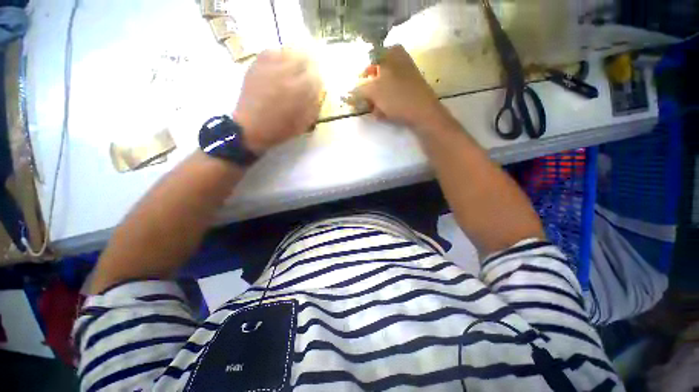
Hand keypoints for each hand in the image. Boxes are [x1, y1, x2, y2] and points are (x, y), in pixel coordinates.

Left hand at [233, 50, 323, 153]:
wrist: (251, 126)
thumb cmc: (280, 128)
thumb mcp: (304, 123)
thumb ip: (314, 105)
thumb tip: (319, 90)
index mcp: (300, 90)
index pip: (316, 75)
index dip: (317, 81)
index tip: (315, 87)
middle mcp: (286, 73)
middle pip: (304, 58)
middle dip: (308, 67)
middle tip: (305, 77)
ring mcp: (270, 66)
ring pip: (288, 51)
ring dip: (294, 60)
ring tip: (292, 71)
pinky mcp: (257, 64)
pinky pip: (272, 52)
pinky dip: (279, 57)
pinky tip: (278, 68)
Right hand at [353, 46, 446, 130]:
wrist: (423, 113)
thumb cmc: (397, 97)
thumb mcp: (373, 91)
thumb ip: (358, 90)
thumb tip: (348, 92)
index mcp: (391, 53)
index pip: (368, 62)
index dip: (360, 78)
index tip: (356, 92)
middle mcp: (398, 60)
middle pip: (375, 76)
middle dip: (368, 93)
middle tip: (366, 104)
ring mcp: (405, 75)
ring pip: (382, 88)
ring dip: (376, 101)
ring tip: (376, 111)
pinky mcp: (409, 90)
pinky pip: (391, 95)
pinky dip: (385, 104)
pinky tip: (383, 114)